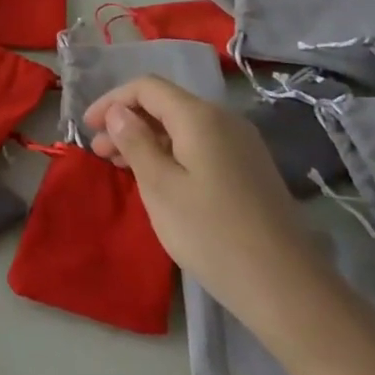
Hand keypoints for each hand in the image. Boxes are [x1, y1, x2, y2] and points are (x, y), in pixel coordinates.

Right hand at [85, 76, 317, 304]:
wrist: (287, 287)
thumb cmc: (212, 234)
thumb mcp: (160, 188)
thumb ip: (135, 142)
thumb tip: (118, 112)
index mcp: (200, 116)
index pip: (147, 87)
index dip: (112, 101)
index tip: (87, 127)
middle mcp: (224, 119)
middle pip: (166, 105)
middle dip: (128, 122)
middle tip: (99, 153)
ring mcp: (242, 144)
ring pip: (183, 127)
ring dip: (148, 139)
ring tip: (122, 167)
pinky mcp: (250, 168)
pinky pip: (201, 145)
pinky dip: (172, 153)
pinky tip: (160, 180)